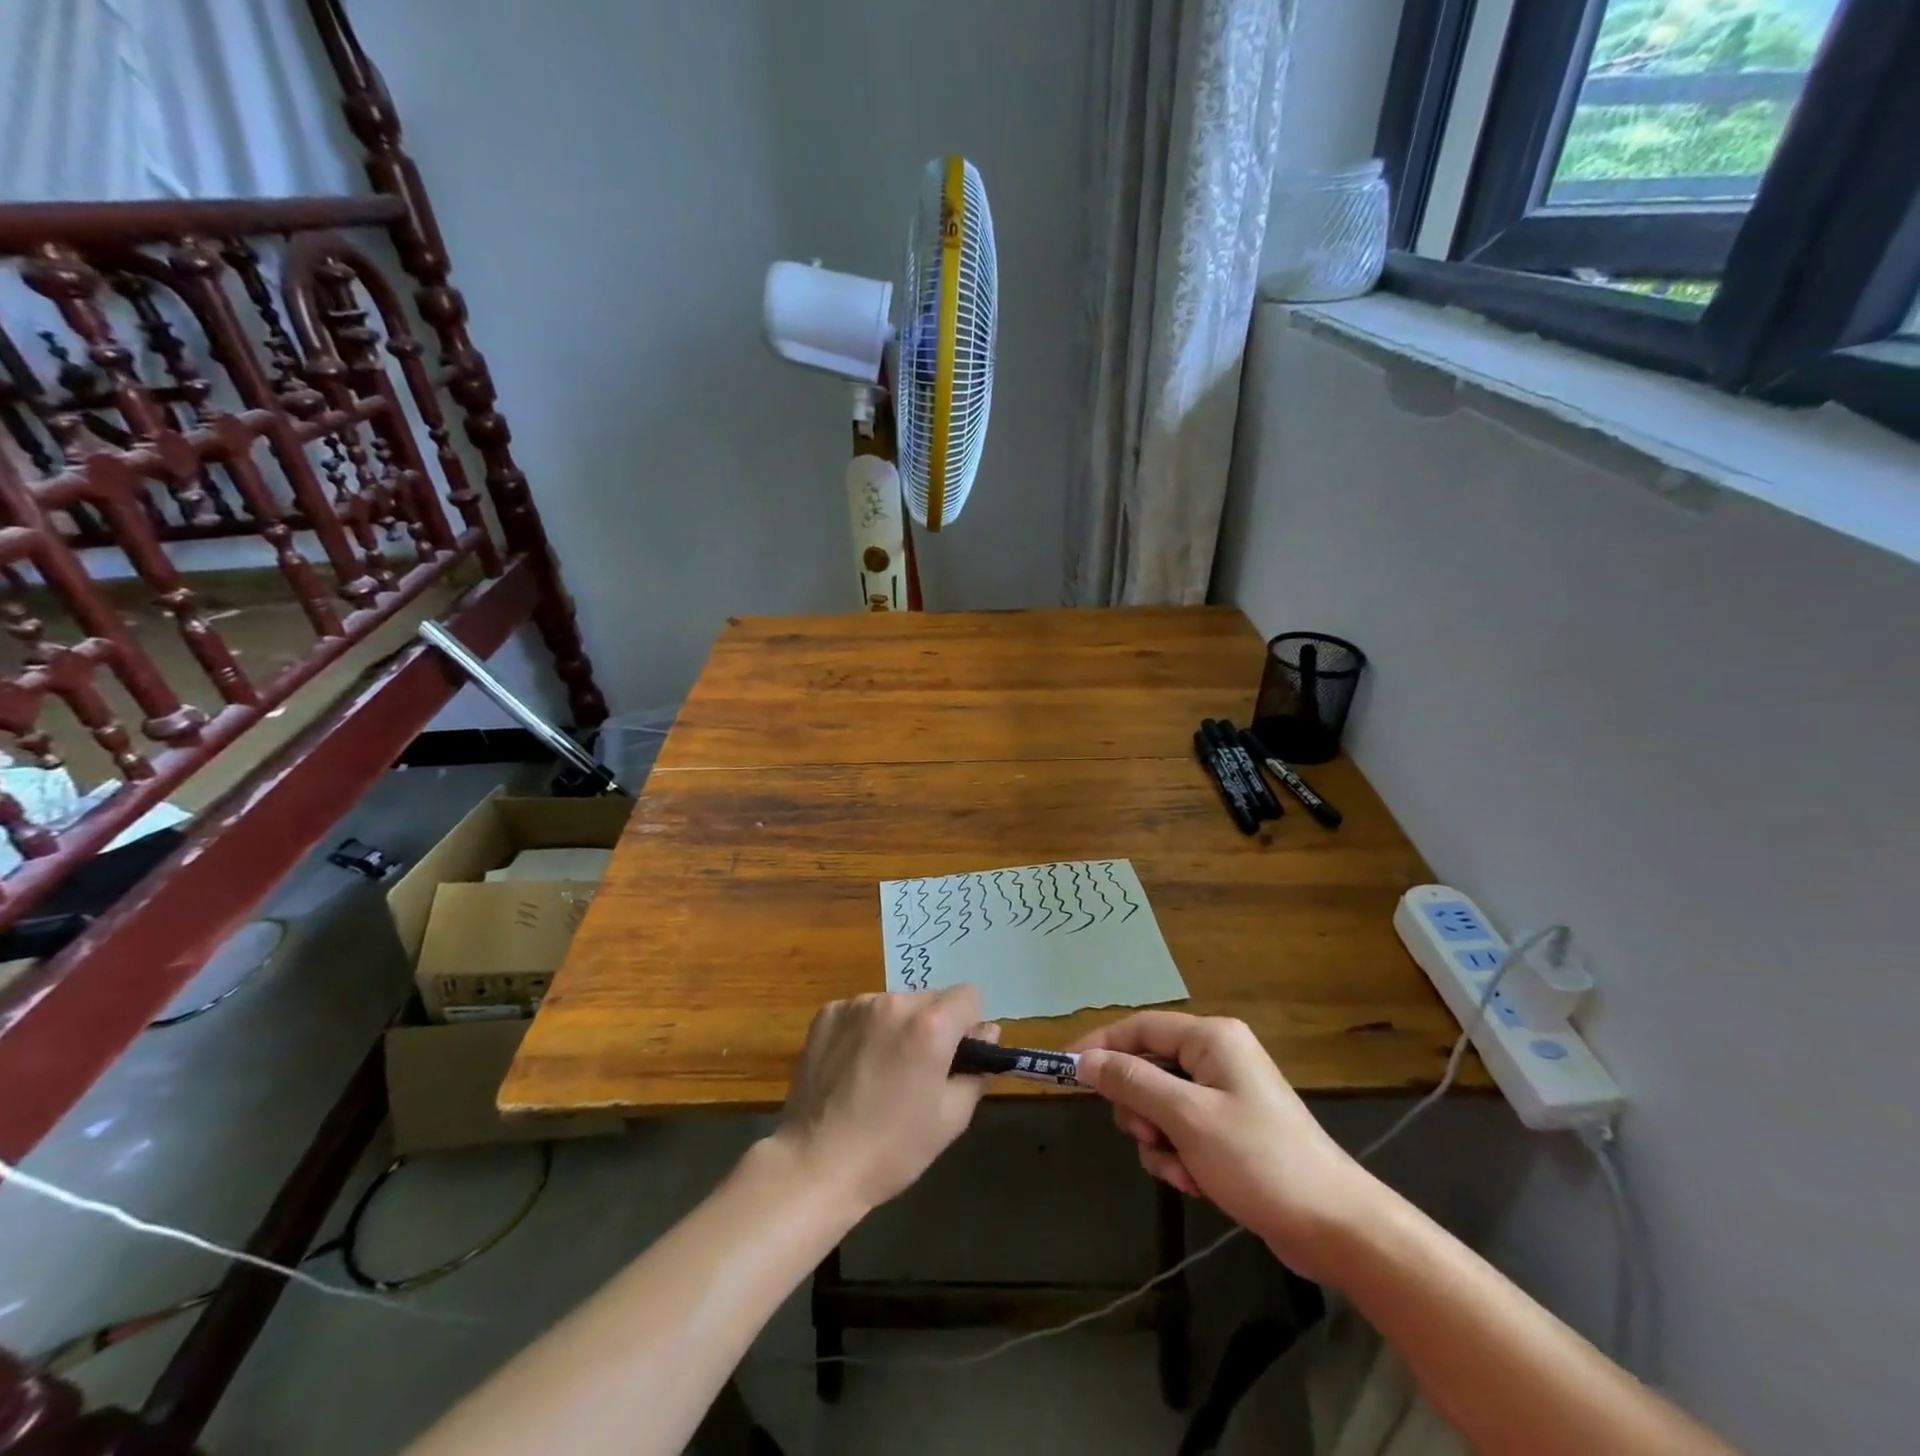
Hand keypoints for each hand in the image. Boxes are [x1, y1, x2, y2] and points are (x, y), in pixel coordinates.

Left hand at [773, 987, 997, 1212]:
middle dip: (933, 1026)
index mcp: (931, 1025)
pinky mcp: (827, 1013)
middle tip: (917, 1072)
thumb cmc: (892, 1149)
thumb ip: (977, 1069)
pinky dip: (865, 1030)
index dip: (968, 1026)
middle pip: (930, 999)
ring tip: (879, 1073)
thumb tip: (986, 1033)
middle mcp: (895, 1002)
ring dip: (897, 1027)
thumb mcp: (951, 1119)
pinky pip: (861, 1012)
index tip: (955, 1058)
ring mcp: (856, 1004)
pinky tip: (852, 1067)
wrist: (814, 1165)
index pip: (969, 996)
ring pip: (895, 1005)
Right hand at [1071, 1012, 1379, 1279]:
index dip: (1100, 1045)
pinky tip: (1196, 1183)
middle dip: (1139, 1108)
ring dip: (1159, 1140)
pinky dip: (1178, 1157)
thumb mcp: (1186, 1117)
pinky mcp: (1229, 1131)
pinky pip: (1180, 1132)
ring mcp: (1224, 1095)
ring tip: (1181, 1169)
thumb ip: (1131, 1082)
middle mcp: (1216, 1058)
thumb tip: (1084, 1060)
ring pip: (1159, 1106)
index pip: (1139, 1027)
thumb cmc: (1259, 1159)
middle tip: (1148, 1136)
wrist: (1335, 1227)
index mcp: (1211, 1038)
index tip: (1065, 1070)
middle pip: (1147, 1069)